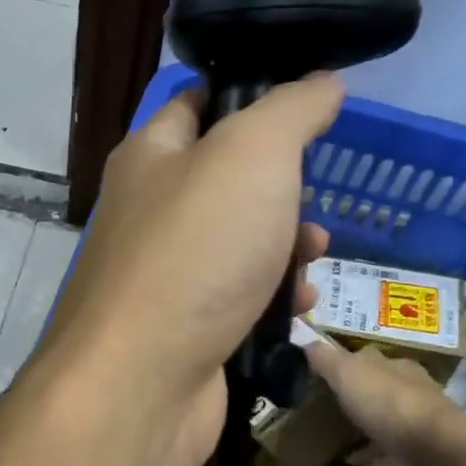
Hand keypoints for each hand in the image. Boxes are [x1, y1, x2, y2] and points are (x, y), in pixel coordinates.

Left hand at [35, 76, 343, 465]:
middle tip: (312, 203)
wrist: (142, 383)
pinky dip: (272, 299)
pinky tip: (299, 308)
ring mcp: (164, 276)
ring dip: (286, 247)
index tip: (307, 111)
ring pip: (239, 244)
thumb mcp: (253, 155)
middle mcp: (149, 212)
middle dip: (283, 190)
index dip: (252, 98)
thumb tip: (322, 82)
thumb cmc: (195, 253)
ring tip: (315, 256)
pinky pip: (238, 299)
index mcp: (150, 157)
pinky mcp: (184, 329)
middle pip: (228, 182)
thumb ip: (292, 110)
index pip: (199, 104)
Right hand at [304, 335, 465, 465]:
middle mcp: (412, 386)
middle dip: (358, 392)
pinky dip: (373, 450)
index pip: (367, 357)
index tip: (322, 374)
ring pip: (388, 414)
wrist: (435, 451)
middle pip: (380, 384)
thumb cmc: (388, 404)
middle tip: (329, 403)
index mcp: (395, 364)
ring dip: (367, 421)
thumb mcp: (348, 374)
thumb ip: (326, 359)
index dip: (344, 363)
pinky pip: (391, 446)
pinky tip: (355, 459)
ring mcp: (420, 418)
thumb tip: (307, 341)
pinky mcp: (423, 449)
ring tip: (339, 432)